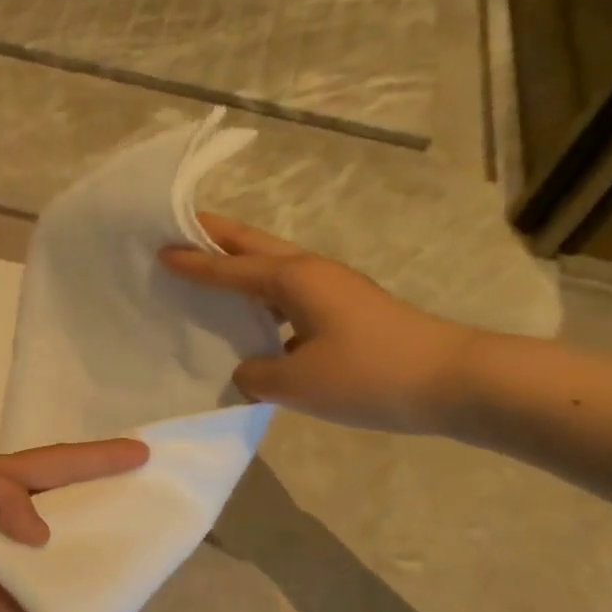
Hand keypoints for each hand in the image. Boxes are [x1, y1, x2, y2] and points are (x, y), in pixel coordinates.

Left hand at [0, 439, 149, 611]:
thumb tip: (42, 534)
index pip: (47, 464)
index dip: (94, 458)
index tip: (140, 453)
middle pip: (53, 505)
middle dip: (96, 499)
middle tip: (144, 499)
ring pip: (45, 553)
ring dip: (79, 553)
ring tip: (127, 553)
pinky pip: (26, 598)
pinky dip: (52, 600)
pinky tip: (85, 602)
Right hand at [160, 213, 475, 433]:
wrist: (451, 381)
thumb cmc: (369, 375)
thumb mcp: (298, 383)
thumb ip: (256, 375)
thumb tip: (247, 370)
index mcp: (294, 279)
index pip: (230, 267)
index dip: (193, 261)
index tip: (159, 248)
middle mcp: (311, 273)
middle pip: (253, 245)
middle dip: (216, 236)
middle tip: (180, 229)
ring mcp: (332, 289)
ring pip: (272, 267)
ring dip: (239, 264)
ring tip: (207, 271)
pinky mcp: (345, 311)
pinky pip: (288, 295)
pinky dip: (261, 298)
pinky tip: (251, 323)